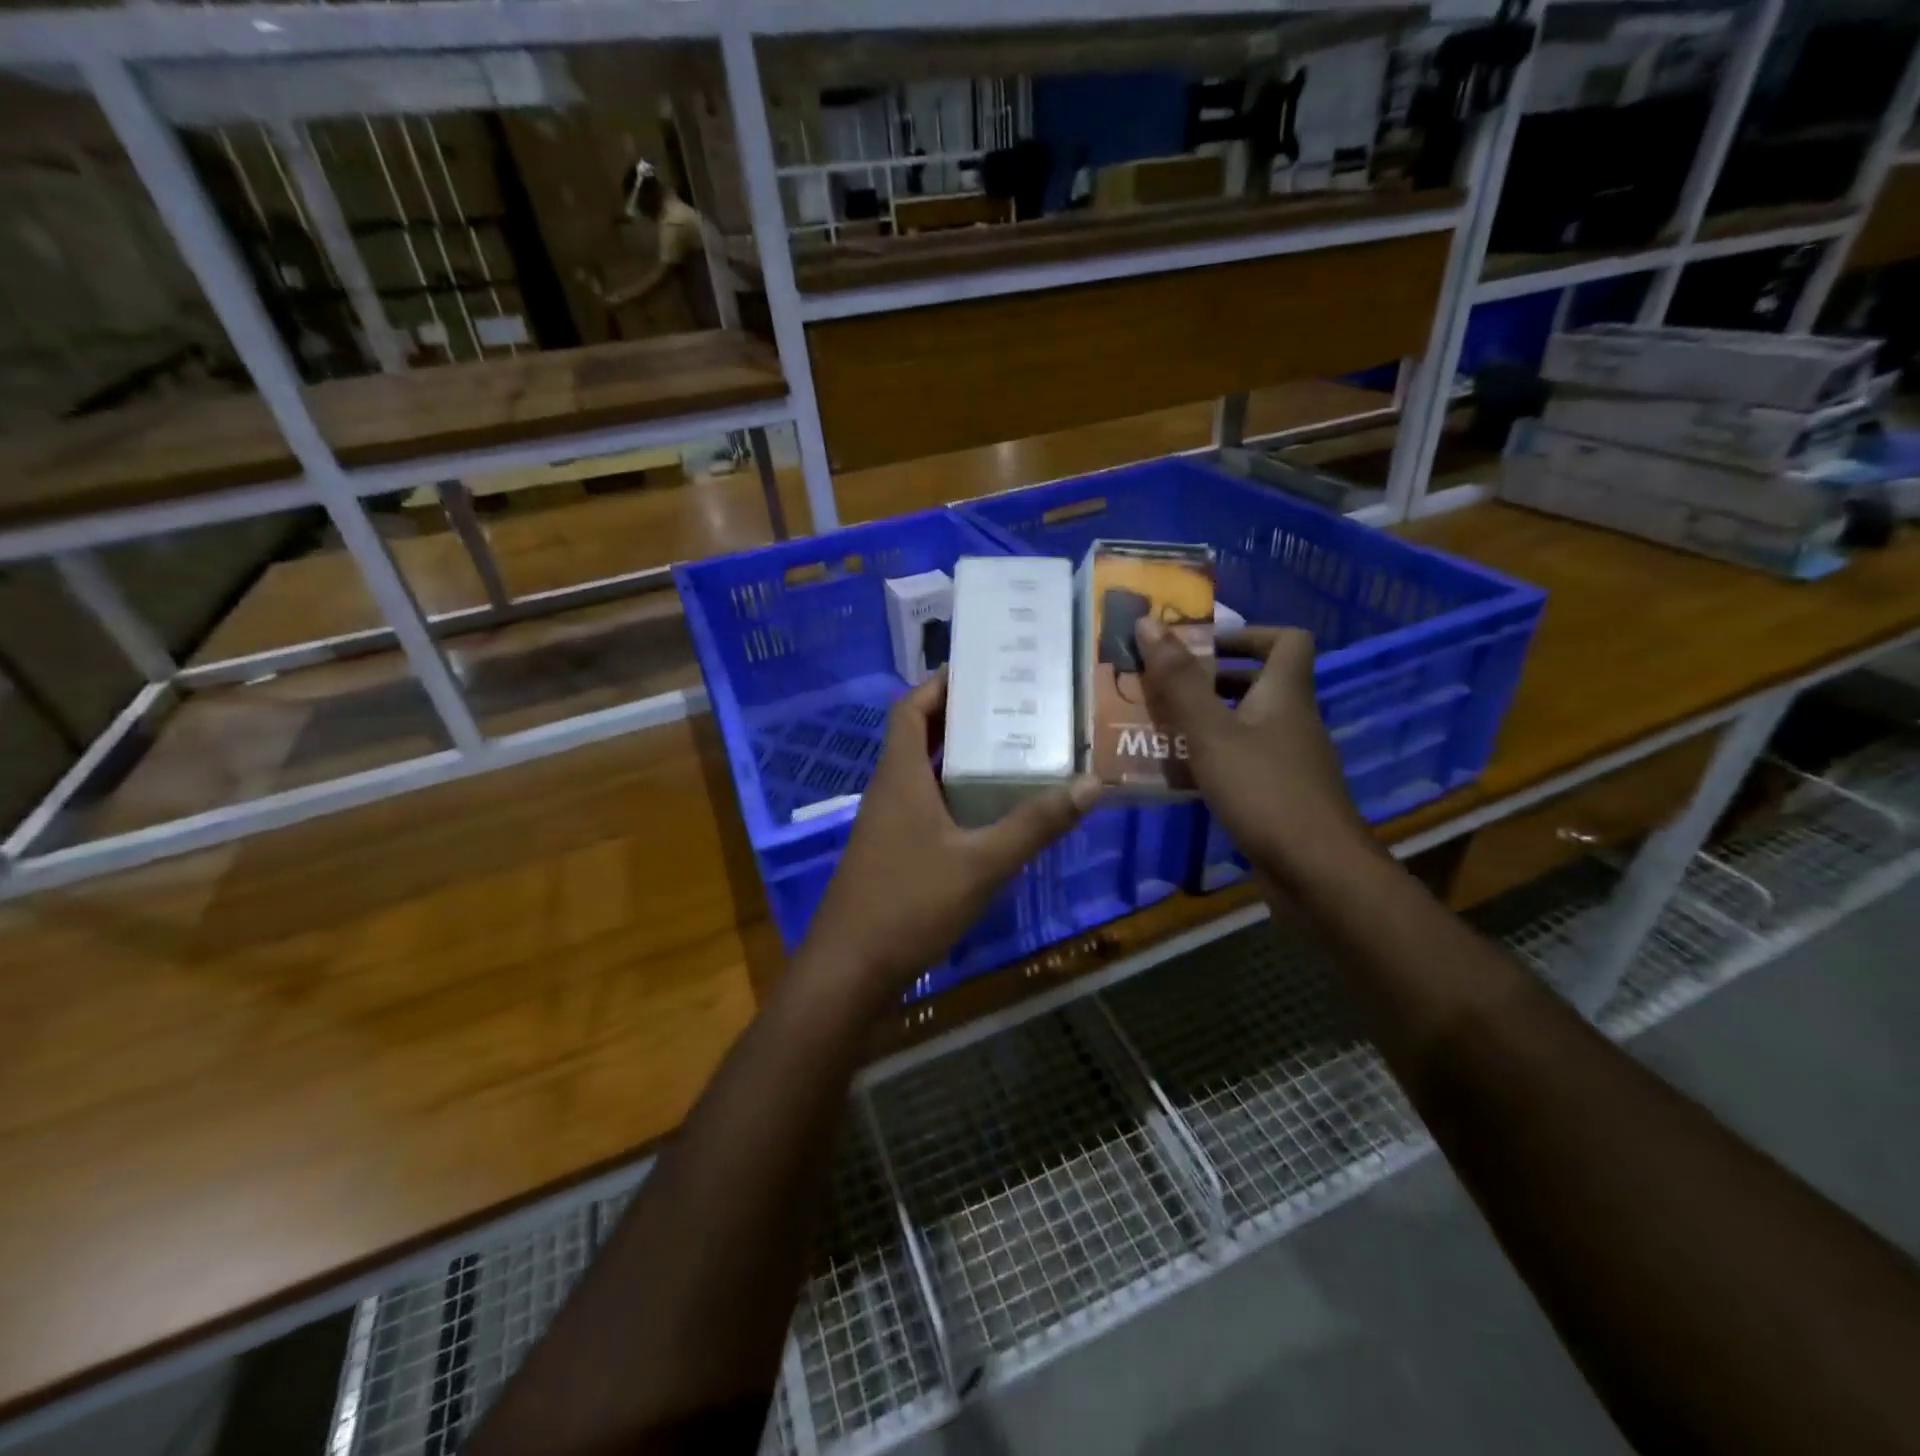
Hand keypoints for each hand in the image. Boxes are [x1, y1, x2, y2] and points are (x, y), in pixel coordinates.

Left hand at [800, 671, 1101, 996]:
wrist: (850, 970)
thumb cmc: (910, 903)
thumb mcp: (982, 863)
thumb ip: (1035, 824)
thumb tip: (1092, 784)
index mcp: (900, 776)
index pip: (910, 709)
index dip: (938, 684)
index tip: (979, 669)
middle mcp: (889, 790)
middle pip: (919, 736)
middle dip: (960, 718)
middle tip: (1012, 706)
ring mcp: (886, 824)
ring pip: (923, 774)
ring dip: (958, 759)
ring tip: (1011, 750)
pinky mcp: (890, 852)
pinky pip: (924, 806)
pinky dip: (953, 796)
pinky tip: (989, 812)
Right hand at [1134, 619, 1371, 885]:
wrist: (1317, 872)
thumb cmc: (1264, 790)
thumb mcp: (1211, 732)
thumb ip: (1178, 681)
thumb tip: (1147, 622)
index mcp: (1285, 694)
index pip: (1286, 640)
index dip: (1247, 634)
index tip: (1202, 646)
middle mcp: (1291, 721)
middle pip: (1257, 683)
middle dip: (1208, 680)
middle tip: (1162, 686)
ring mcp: (1288, 761)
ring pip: (1245, 724)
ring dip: (1204, 721)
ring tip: (1156, 726)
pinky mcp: (1279, 795)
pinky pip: (1242, 760)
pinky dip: (1211, 758)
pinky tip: (1177, 774)